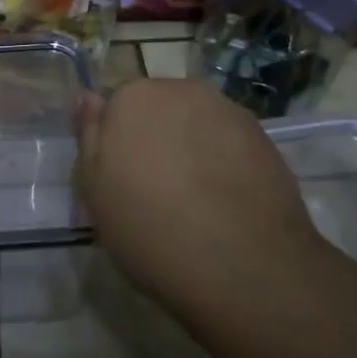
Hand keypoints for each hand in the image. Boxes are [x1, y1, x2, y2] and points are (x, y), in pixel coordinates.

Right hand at [76, 77, 329, 313]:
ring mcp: (230, 113)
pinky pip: (230, 145)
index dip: (119, 144)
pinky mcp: (267, 140)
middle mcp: (183, 91)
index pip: (117, 108)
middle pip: (161, 110)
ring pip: (198, 125)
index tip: (122, 178)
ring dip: (192, 150)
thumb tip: (89, 97)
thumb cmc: (148, 228)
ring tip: (195, 202)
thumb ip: (90, 136)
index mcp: (134, 98)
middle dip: (157, 139)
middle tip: (156, 191)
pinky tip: (224, 204)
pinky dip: (225, 165)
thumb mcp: (95, 190)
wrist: (242, 266)